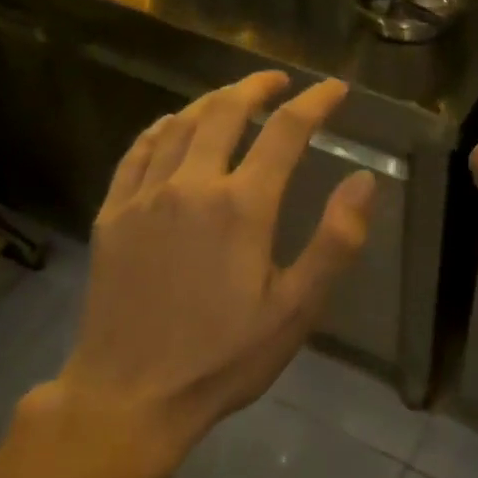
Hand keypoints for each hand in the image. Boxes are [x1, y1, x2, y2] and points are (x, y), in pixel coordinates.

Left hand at [31, 71, 376, 464]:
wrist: (131, 396)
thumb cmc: (224, 357)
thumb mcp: (296, 309)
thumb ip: (335, 241)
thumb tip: (363, 181)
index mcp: (242, 206)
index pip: (286, 132)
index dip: (315, 103)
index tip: (335, 89)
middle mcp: (191, 185)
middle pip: (225, 112)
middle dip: (257, 87)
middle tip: (279, 81)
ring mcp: (144, 197)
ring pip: (179, 125)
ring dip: (211, 102)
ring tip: (233, 98)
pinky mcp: (113, 215)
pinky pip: (137, 152)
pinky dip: (161, 129)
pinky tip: (171, 127)